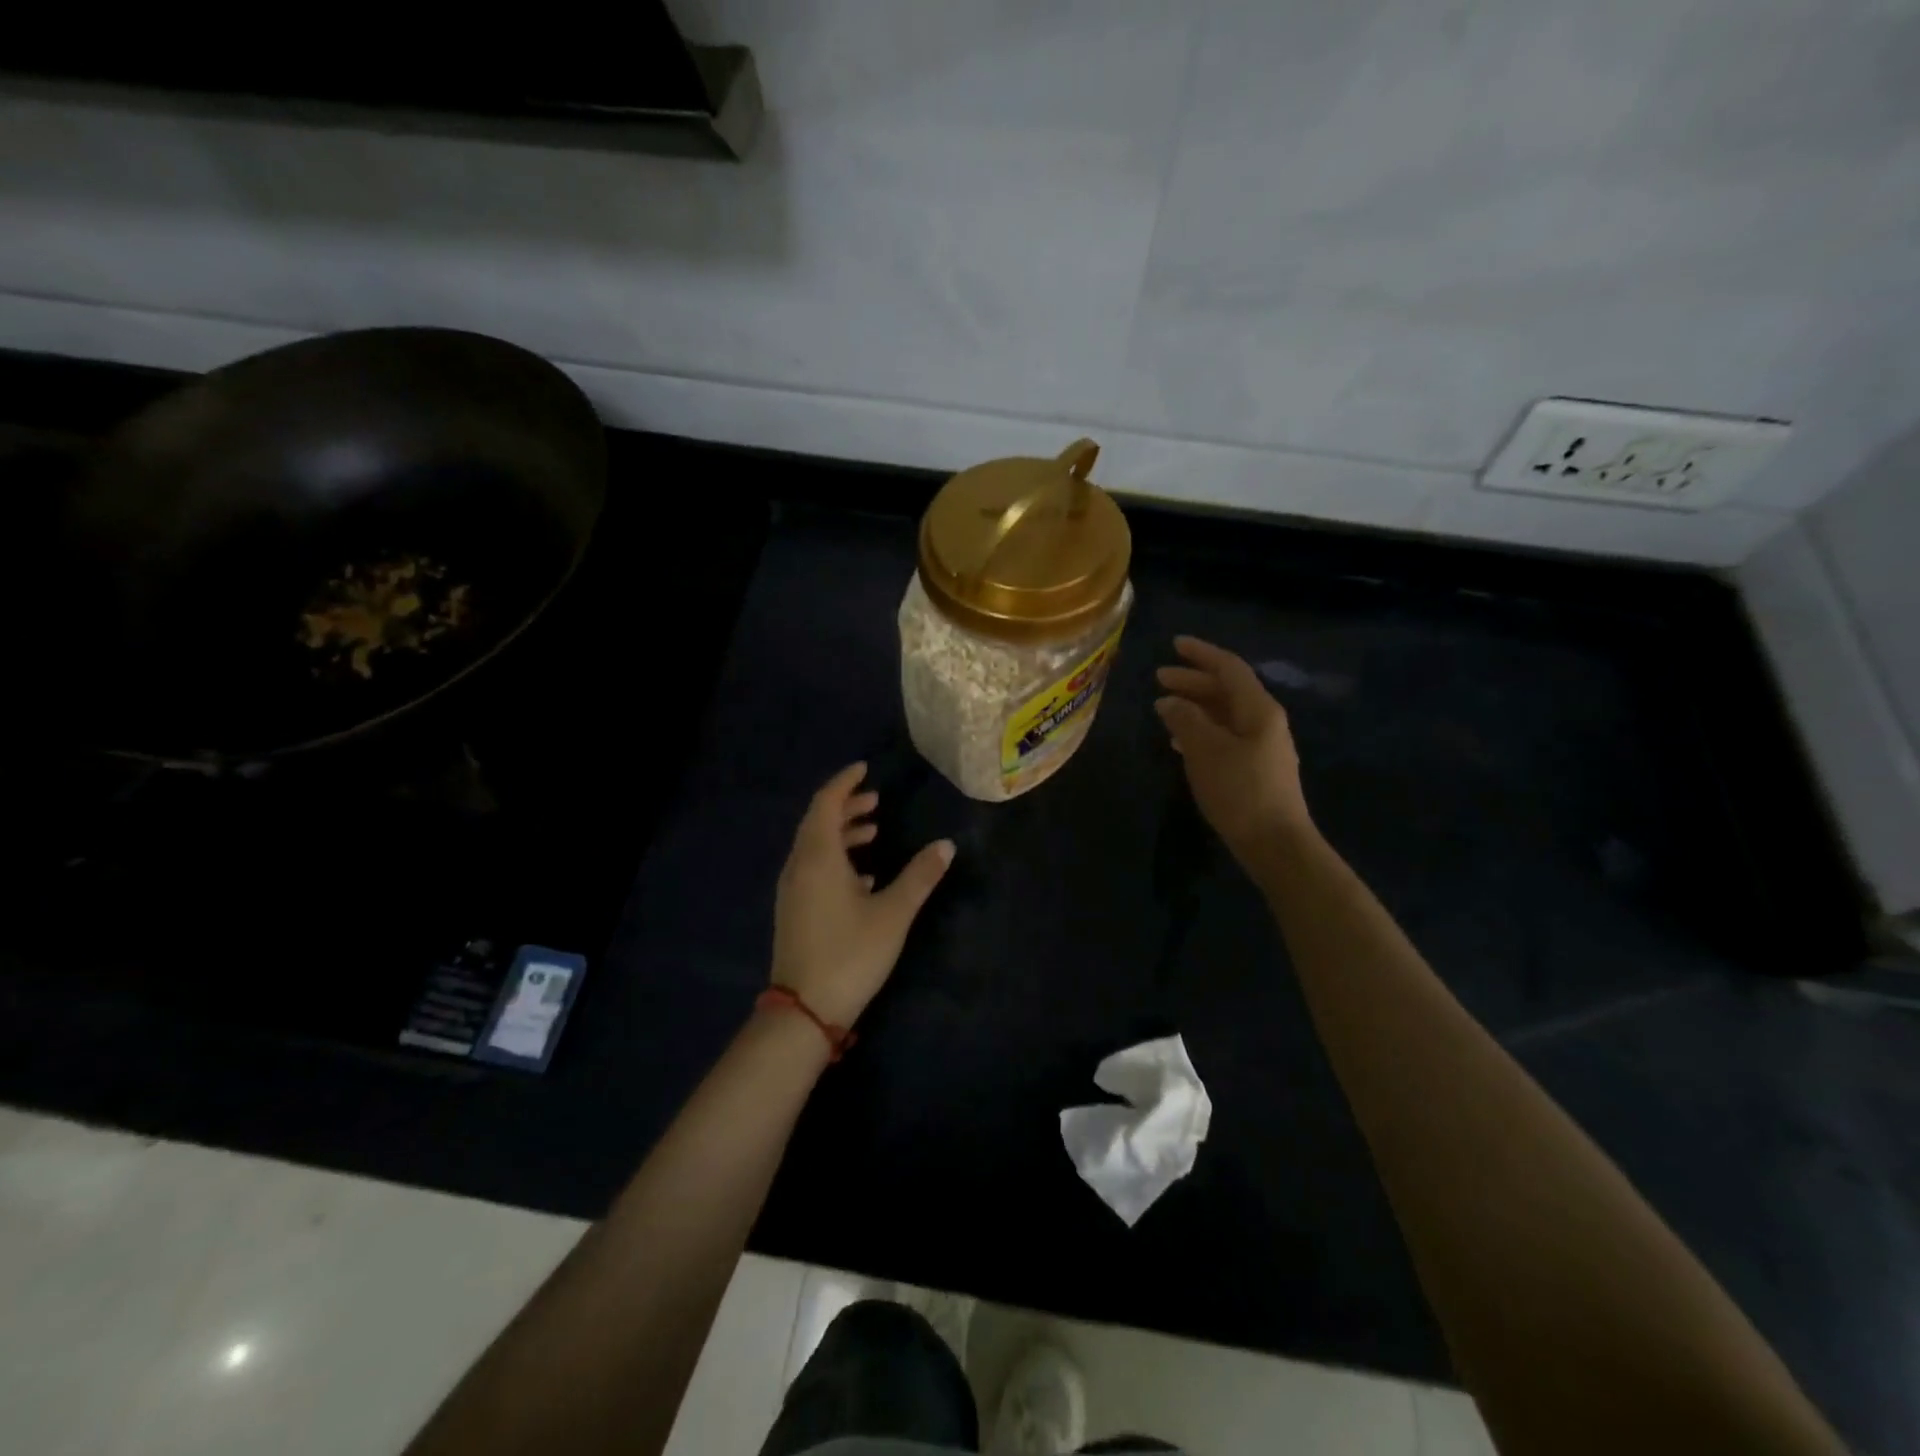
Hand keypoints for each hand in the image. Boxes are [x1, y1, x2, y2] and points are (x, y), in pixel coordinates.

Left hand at [771, 763, 955, 1028]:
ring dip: (842, 834)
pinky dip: (836, 859)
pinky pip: (813, 869)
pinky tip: (863, 877)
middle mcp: (799, 866)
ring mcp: (793, 890)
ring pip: (815, 847)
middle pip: (818, 822)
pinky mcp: (794, 911)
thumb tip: (946, 845)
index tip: (864, 769)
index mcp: (818, 857)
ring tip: (874, 833)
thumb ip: (920, 876)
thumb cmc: (851, 954)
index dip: (844, 783)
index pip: (826, 804)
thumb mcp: (894, 913)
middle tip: (876, 801)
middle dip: (846, 807)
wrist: (805, 1011)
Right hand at [1154, 635, 1312, 868]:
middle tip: (1160, 678)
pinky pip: (1225, 736)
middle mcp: (1264, 721)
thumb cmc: (1240, 790)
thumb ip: (1186, 720)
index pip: (1229, 668)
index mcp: (1259, 709)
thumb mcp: (1206, 750)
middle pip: (1227, 690)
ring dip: (1195, 707)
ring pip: (1224, 714)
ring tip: (1164, 709)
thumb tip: (1169, 701)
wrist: (1275, 843)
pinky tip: (1180, 742)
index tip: (1174, 644)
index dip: (1201, 654)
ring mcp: (1262, 746)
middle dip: (1193, 681)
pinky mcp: (1255, 769)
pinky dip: (1201, 731)